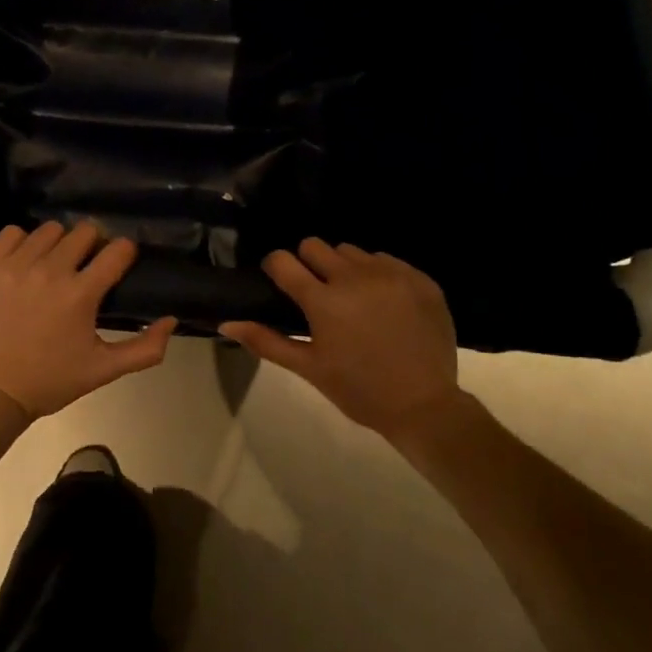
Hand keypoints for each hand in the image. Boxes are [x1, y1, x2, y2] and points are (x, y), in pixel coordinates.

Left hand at [0, 221, 177, 420]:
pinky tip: (24, 263)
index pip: (117, 250)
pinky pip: (11, 233)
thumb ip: (145, 348)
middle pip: (84, 232)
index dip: (123, 253)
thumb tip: (171, 320)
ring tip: (53, 265)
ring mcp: (14, 266)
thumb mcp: (103, 370)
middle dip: (92, 245)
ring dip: (58, 244)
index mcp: (80, 294)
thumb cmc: (51, 381)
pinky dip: (22, 243)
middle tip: (85, 266)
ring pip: (49, 230)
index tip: (119, 262)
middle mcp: (49, 272)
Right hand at [219, 238, 466, 442]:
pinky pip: (386, 260)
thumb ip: (266, 341)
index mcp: (323, 300)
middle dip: (308, 263)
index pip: (283, 260)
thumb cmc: (359, 390)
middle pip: (315, 245)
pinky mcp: (419, 278)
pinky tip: (384, 303)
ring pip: (352, 251)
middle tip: (317, 293)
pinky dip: (378, 275)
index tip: (281, 282)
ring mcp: (391, 274)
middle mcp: (355, 277)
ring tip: (353, 299)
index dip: (276, 268)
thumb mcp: (309, 369)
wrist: (425, 406)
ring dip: (344, 268)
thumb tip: (226, 322)